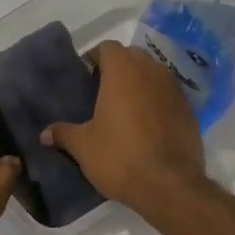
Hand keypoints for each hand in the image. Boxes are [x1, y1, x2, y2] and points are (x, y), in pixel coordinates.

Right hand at [42, 40, 205, 209]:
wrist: (170, 186)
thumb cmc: (120, 157)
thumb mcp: (83, 147)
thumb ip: (63, 134)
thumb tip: (44, 134)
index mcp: (123, 70)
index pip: (107, 48)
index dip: (94, 58)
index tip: (85, 77)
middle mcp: (151, 71)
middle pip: (132, 57)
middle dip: (118, 68)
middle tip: (101, 92)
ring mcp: (175, 90)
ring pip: (153, 75)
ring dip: (139, 84)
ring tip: (124, 109)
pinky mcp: (190, 111)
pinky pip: (168, 96)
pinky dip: (157, 102)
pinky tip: (147, 126)